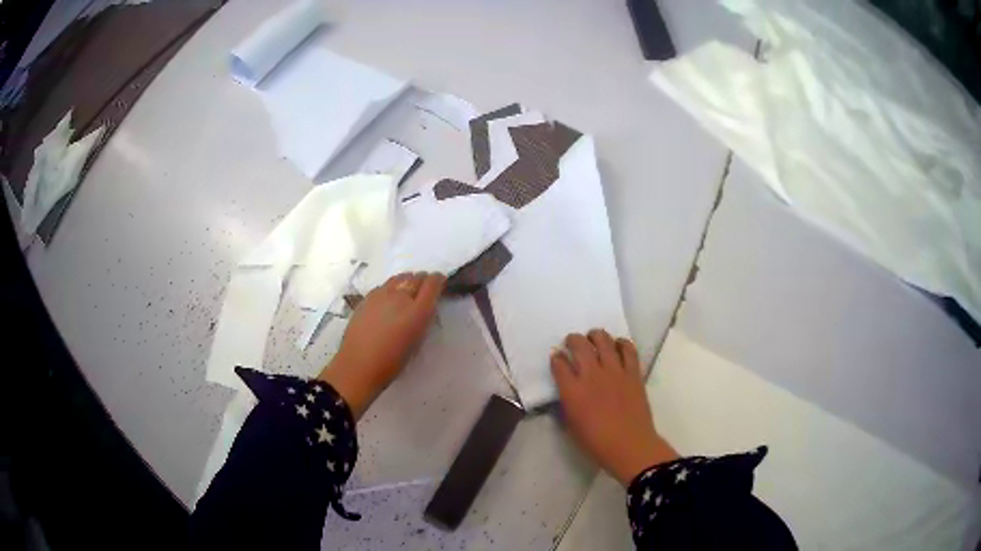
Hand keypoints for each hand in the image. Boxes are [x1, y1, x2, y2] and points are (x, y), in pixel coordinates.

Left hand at [319, 272, 445, 419]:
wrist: (359, 366)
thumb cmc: (392, 362)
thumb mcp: (417, 342)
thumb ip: (423, 320)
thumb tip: (424, 309)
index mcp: (418, 311)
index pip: (433, 283)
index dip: (439, 281)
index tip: (440, 285)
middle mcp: (401, 297)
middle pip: (416, 277)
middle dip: (423, 281)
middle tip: (424, 291)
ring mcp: (381, 294)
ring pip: (400, 278)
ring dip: (407, 282)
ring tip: (407, 292)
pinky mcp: (367, 297)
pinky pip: (385, 286)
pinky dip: (392, 288)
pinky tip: (389, 301)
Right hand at [551, 330, 677, 485]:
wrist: (629, 446)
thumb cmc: (596, 443)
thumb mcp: (571, 425)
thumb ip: (567, 404)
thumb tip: (567, 391)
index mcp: (572, 391)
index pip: (559, 364)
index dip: (556, 358)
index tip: (556, 357)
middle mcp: (592, 375)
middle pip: (580, 346)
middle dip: (573, 340)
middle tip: (572, 342)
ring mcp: (615, 372)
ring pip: (604, 341)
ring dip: (596, 336)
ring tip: (594, 337)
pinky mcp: (633, 373)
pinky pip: (628, 350)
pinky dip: (622, 343)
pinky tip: (618, 344)